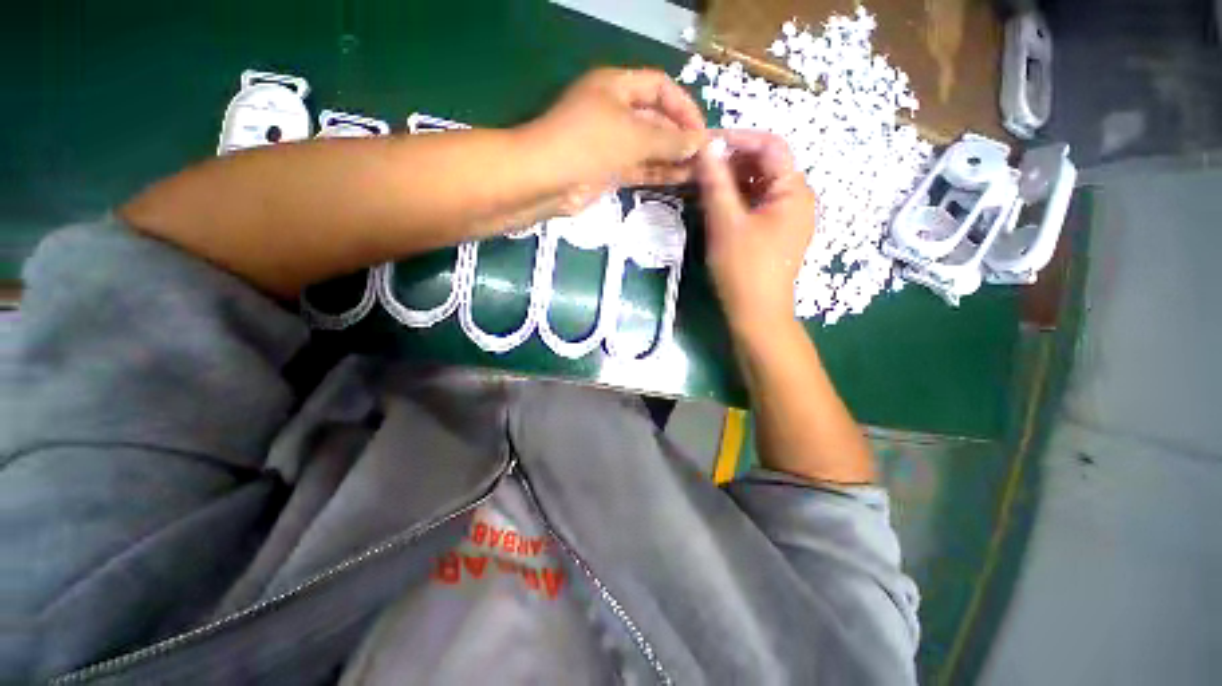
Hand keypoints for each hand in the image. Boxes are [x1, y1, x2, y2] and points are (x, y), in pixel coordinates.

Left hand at [520, 68, 707, 212]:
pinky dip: (658, 174)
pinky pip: (639, 168)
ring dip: (672, 158)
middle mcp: (615, 112)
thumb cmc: (588, 144)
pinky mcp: (608, 171)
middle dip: (680, 137)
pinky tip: (680, 180)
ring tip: (699, 171)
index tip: (702, 130)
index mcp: (617, 87)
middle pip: (656, 119)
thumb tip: (700, 143)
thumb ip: (669, 141)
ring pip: (649, 148)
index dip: (683, 106)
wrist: (546, 180)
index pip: (659, 87)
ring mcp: (611, 144)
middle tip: (706, 156)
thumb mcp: (633, 136)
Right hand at [697, 130, 815, 336]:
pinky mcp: (774, 233)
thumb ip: (715, 182)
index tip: (705, 142)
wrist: (756, 314)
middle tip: (699, 165)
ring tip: (702, 183)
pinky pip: (756, 205)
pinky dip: (736, 200)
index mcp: (794, 190)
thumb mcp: (726, 223)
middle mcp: (796, 198)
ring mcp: (786, 218)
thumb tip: (704, 147)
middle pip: (765, 165)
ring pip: (758, 186)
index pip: (770, 146)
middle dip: (732, 161)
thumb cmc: (744, 268)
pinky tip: (714, 203)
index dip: (738, 138)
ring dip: (731, 181)